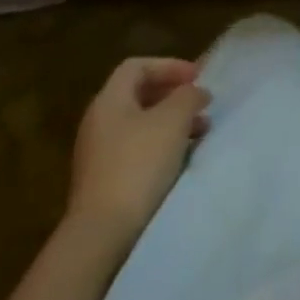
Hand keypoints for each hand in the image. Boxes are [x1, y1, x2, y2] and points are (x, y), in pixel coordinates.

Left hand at [65, 58, 210, 246]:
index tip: (197, 77)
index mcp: (109, 100)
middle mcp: (99, 121)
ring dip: (171, 122)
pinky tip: (180, 159)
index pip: (138, 66)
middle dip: (173, 95)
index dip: (169, 66)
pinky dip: (161, 146)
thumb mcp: (172, 121)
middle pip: (138, 95)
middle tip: (201, 104)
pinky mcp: (104, 181)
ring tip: (200, 132)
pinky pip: (137, 150)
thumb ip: (187, 97)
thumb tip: (195, 92)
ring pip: (140, 124)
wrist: (102, 234)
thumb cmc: (138, 165)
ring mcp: (98, 154)